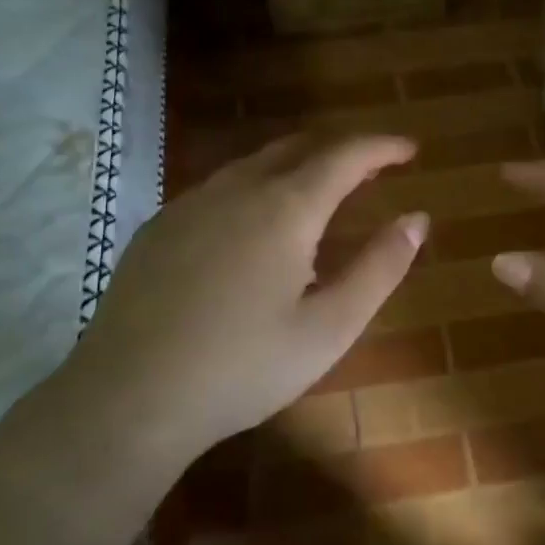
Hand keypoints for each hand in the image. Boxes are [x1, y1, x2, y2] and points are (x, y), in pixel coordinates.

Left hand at [57, 134, 426, 463]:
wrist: (128, 398)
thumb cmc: (242, 368)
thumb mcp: (329, 328)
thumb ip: (379, 267)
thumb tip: (417, 219)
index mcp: (285, 208)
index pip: (345, 155)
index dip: (381, 146)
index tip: (410, 149)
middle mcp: (237, 189)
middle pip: (298, 147)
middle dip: (341, 149)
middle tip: (372, 167)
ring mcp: (191, 203)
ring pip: (255, 163)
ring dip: (297, 165)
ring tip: (320, 191)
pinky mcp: (159, 226)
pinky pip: (220, 187)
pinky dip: (256, 186)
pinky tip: (254, 224)